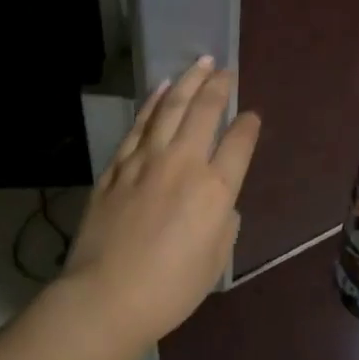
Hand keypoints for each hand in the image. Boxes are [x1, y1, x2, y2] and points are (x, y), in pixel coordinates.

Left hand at [59, 57, 260, 348]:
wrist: (106, 296)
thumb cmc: (170, 289)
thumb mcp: (216, 261)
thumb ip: (224, 223)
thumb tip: (219, 203)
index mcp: (215, 190)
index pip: (239, 143)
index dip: (248, 126)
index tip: (251, 116)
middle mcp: (183, 164)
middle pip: (204, 112)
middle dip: (218, 87)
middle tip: (225, 69)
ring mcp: (145, 161)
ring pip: (169, 108)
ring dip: (187, 82)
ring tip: (199, 63)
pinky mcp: (116, 167)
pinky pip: (138, 126)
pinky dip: (152, 104)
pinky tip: (160, 90)